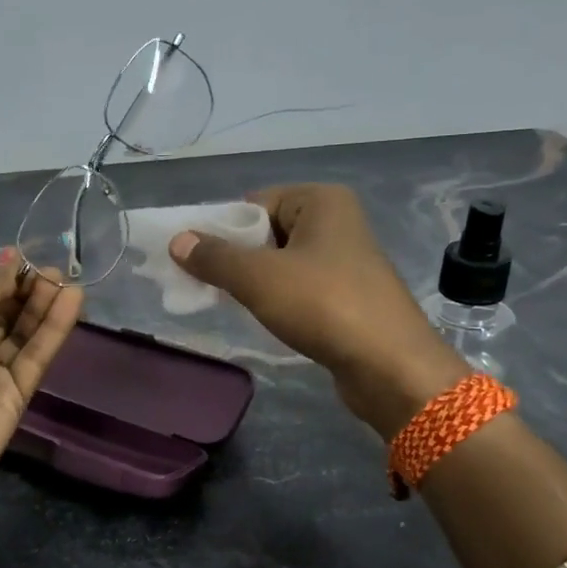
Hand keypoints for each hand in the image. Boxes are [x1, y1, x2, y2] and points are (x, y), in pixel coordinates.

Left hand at [0, 252, 82, 497]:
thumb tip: (9, 271)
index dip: (0, 277)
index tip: (25, 259)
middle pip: (4, 313)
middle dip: (27, 290)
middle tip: (54, 271)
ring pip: (24, 334)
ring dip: (46, 306)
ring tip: (67, 282)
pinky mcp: (17, 396)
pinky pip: (38, 356)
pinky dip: (55, 329)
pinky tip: (72, 302)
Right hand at [169, 184, 463, 437]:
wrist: (389, 366)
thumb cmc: (323, 305)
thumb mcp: (259, 278)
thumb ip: (215, 257)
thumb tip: (177, 240)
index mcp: (321, 201)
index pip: (254, 203)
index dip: (223, 230)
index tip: (198, 261)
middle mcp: (338, 222)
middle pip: (267, 232)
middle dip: (237, 257)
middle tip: (210, 285)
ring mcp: (346, 260)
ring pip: (283, 262)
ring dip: (256, 282)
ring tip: (234, 304)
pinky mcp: (349, 295)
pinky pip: (301, 287)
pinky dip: (279, 299)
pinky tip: (267, 319)